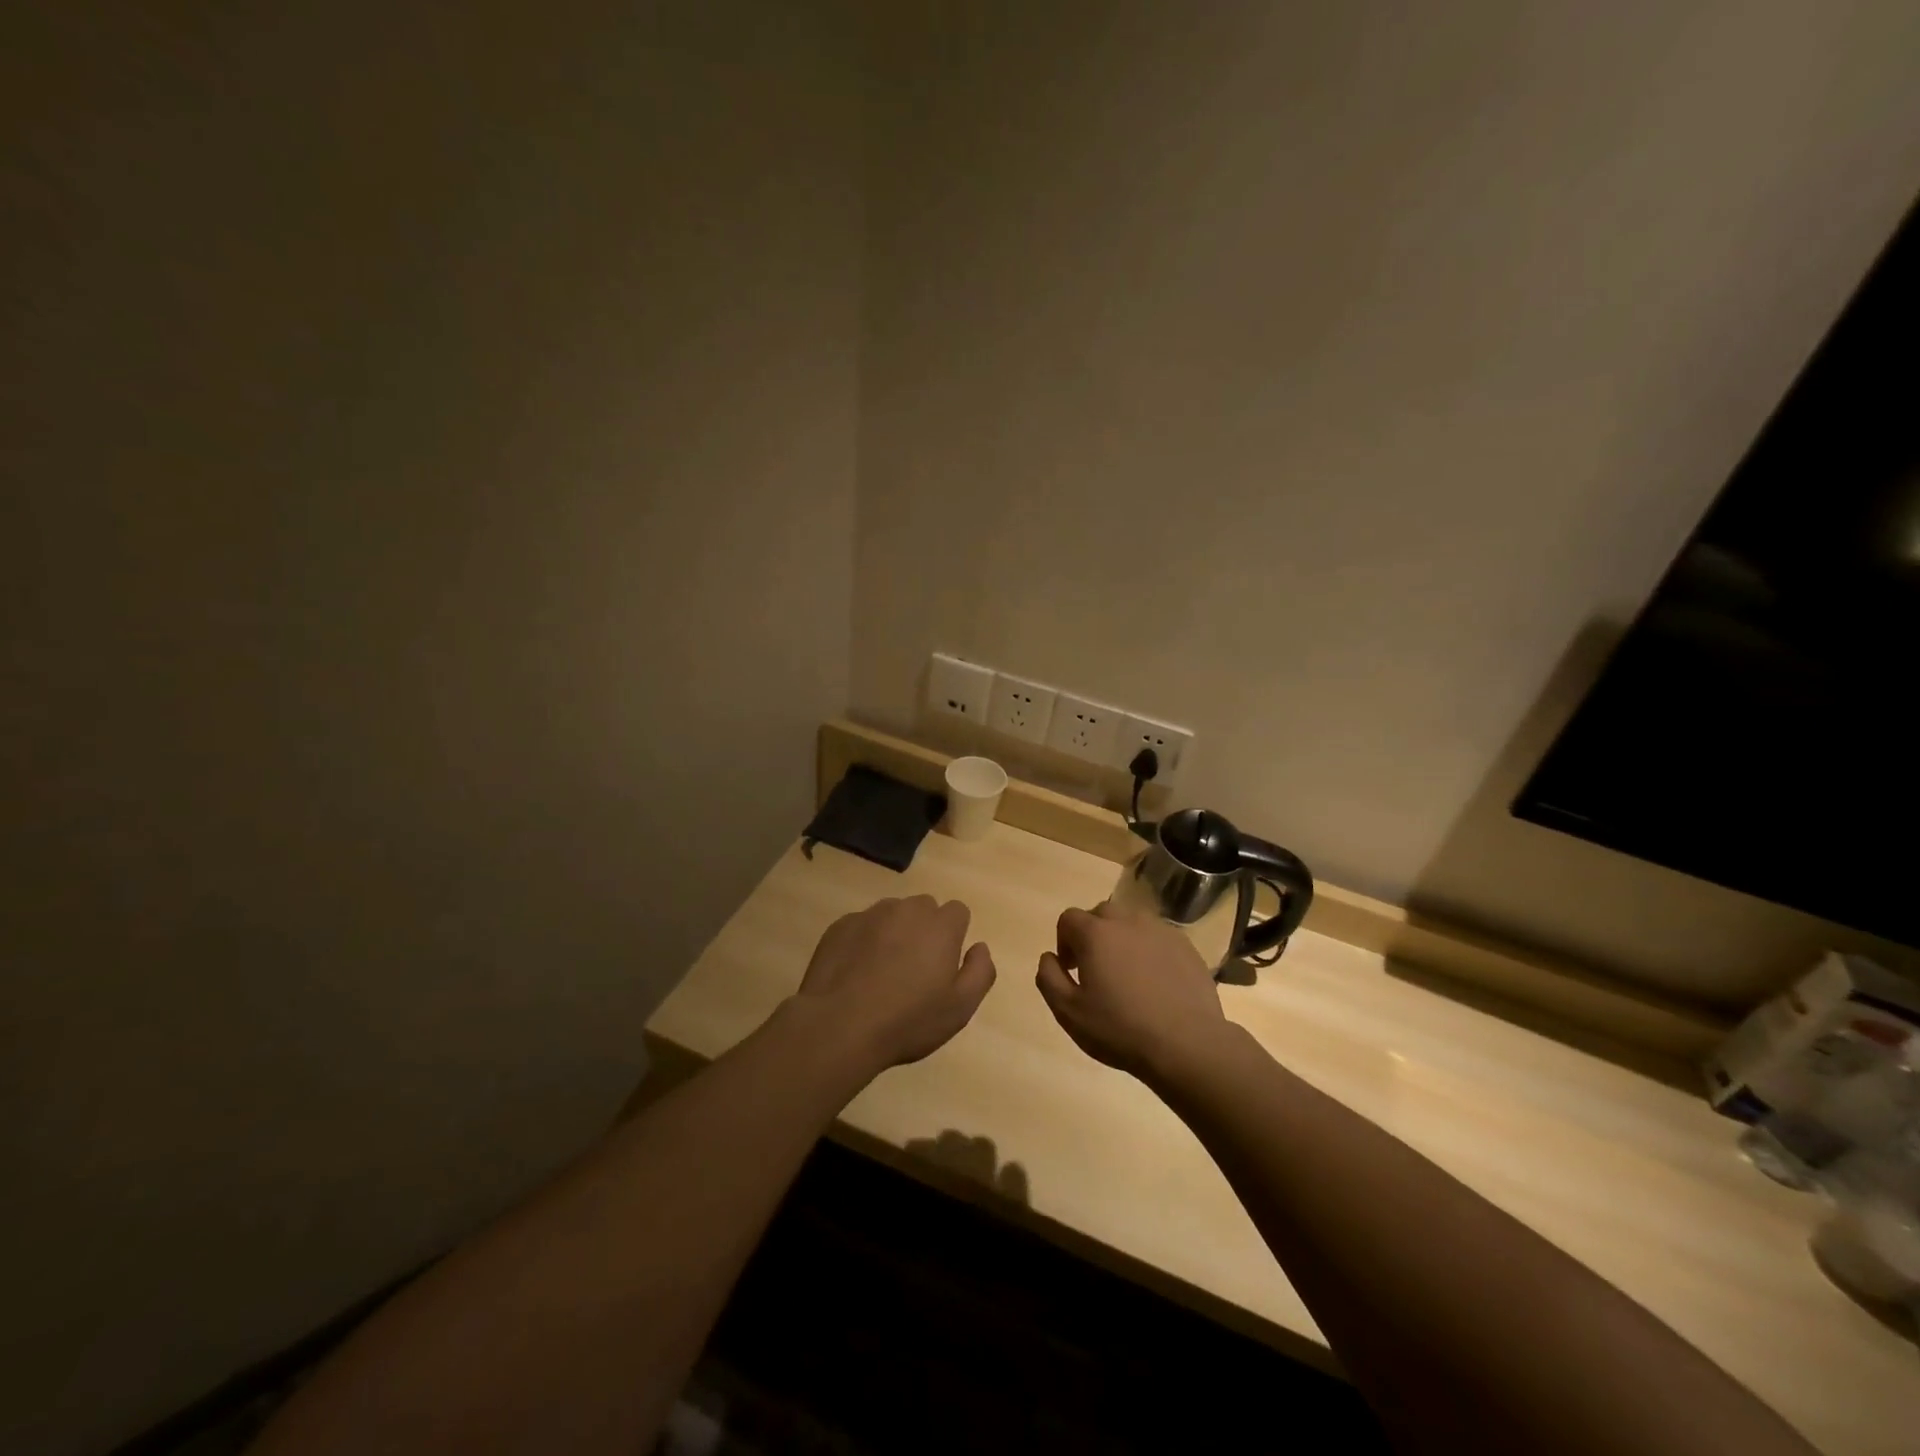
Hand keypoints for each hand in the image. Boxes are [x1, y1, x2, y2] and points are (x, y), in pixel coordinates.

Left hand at [792, 895, 996, 1075]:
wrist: (839, 1025)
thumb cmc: (908, 1020)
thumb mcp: (960, 1008)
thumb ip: (980, 971)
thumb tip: (979, 947)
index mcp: (940, 925)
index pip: (957, 912)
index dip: (954, 936)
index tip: (944, 964)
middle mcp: (906, 909)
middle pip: (924, 908)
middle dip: (924, 930)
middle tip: (915, 970)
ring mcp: (870, 914)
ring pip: (891, 914)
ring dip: (893, 933)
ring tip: (882, 972)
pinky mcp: (840, 926)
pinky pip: (861, 926)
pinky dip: (864, 941)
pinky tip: (856, 974)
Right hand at [1035, 902, 1231, 1081]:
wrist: (1186, 1044)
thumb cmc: (1120, 1029)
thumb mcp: (1068, 1012)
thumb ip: (1049, 977)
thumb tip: (1049, 957)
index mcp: (1095, 933)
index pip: (1068, 918)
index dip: (1064, 941)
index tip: (1072, 969)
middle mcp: (1127, 921)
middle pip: (1101, 914)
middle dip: (1092, 935)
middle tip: (1096, 969)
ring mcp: (1160, 931)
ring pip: (1132, 922)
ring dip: (1122, 939)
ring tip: (1127, 974)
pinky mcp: (1185, 946)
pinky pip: (1158, 938)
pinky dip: (1150, 950)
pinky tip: (1155, 981)